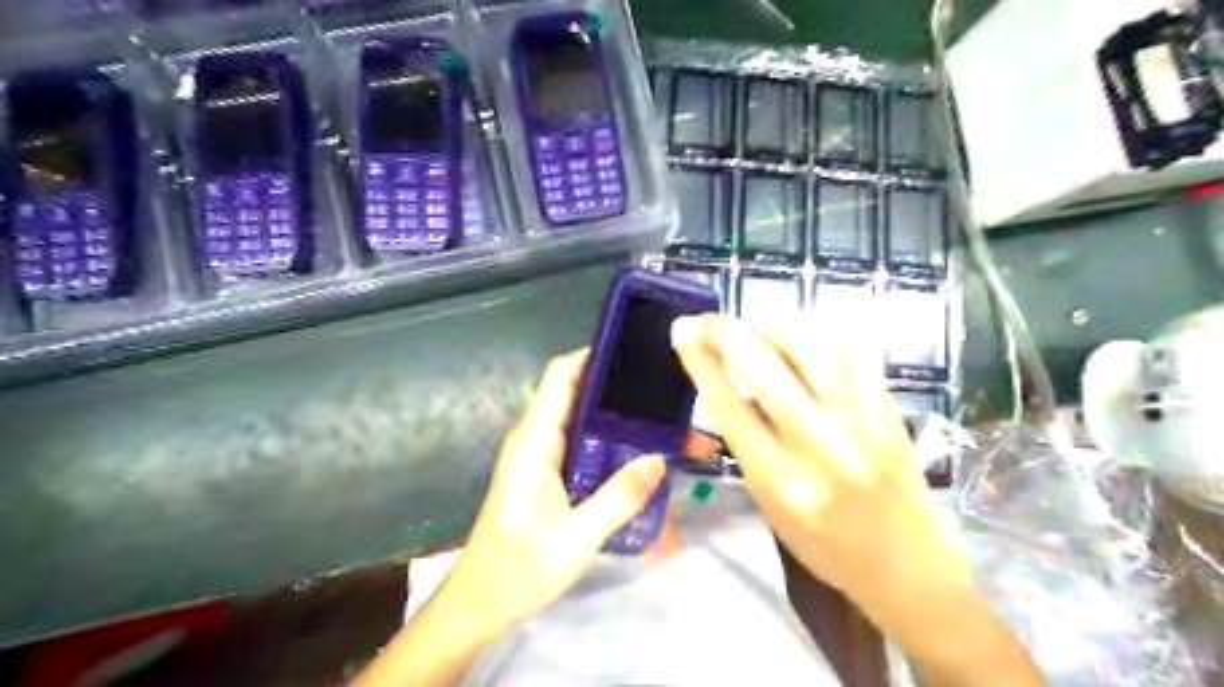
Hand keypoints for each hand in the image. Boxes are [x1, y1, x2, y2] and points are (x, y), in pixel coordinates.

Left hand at [441, 353, 666, 640]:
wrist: (481, 604)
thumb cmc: (517, 569)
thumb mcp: (574, 538)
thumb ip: (617, 497)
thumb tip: (658, 458)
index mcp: (534, 441)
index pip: (560, 376)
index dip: (593, 355)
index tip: (635, 350)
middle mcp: (537, 439)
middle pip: (579, 396)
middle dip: (620, 392)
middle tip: (667, 394)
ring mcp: (543, 457)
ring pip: (585, 423)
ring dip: (621, 422)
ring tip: (666, 424)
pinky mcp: (550, 475)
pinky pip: (584, 447)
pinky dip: (612, 447)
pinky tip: (642, 458)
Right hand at [667, 315, 976, 631]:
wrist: (909, 563)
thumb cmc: (826, 544)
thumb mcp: (769, 505)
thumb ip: (748, 443)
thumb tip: (731, 382)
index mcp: (779, 479)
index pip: (728, 406)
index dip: (701, 363)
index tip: (684, 334)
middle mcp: (819, 444)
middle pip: (763, 367)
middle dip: (727, 333)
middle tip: (710, 321)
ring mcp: (860, 419)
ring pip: (808, 345)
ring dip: (771, 327)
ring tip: (756, 331)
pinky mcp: (887, 404)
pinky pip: (845, 349)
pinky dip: (813, 335)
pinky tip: (798, 338)